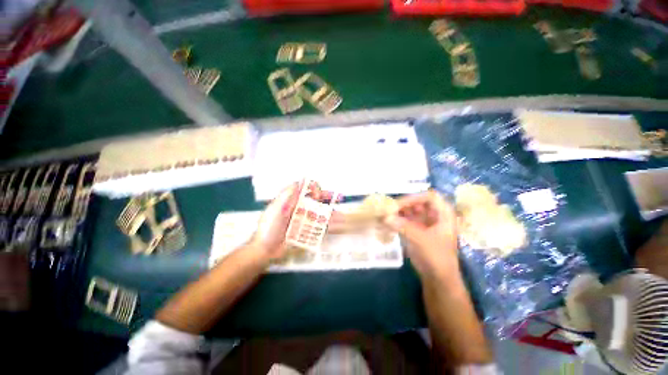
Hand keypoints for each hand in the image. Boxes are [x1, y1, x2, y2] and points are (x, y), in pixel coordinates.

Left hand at [250, 181, 337, 259]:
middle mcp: (298, 208)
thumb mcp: (275, 210)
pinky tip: (336, 225)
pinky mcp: (305, 230)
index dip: (313, 188)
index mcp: (290, 201)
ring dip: (330, 211)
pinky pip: (318, 225)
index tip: (317, 193)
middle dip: (326, 197)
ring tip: (341, 213)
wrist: (265, 250)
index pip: (304, 189)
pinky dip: (327, 224)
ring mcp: (303, 219)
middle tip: (338, 197)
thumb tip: (299, 182)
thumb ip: (286, 196)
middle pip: (314, 200)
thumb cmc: (268, 228)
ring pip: (318, 212)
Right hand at [384, 191, 459, 282]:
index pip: (429, 197)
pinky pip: (406, 220)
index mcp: (443, 214)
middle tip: (388, 209)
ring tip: (385, 215)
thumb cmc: (436, 257)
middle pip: (417, 202)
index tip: (398, 205)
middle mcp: (434, 215)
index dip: (414, 198)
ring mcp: (425, 222)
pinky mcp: (417, 230)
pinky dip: (397, 220)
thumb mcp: (421, 240)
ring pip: (410, 210)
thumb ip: (403, 226)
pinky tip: (387, 222)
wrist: (438, 278)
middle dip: (403, 205)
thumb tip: (385, 217)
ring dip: (398, 212)